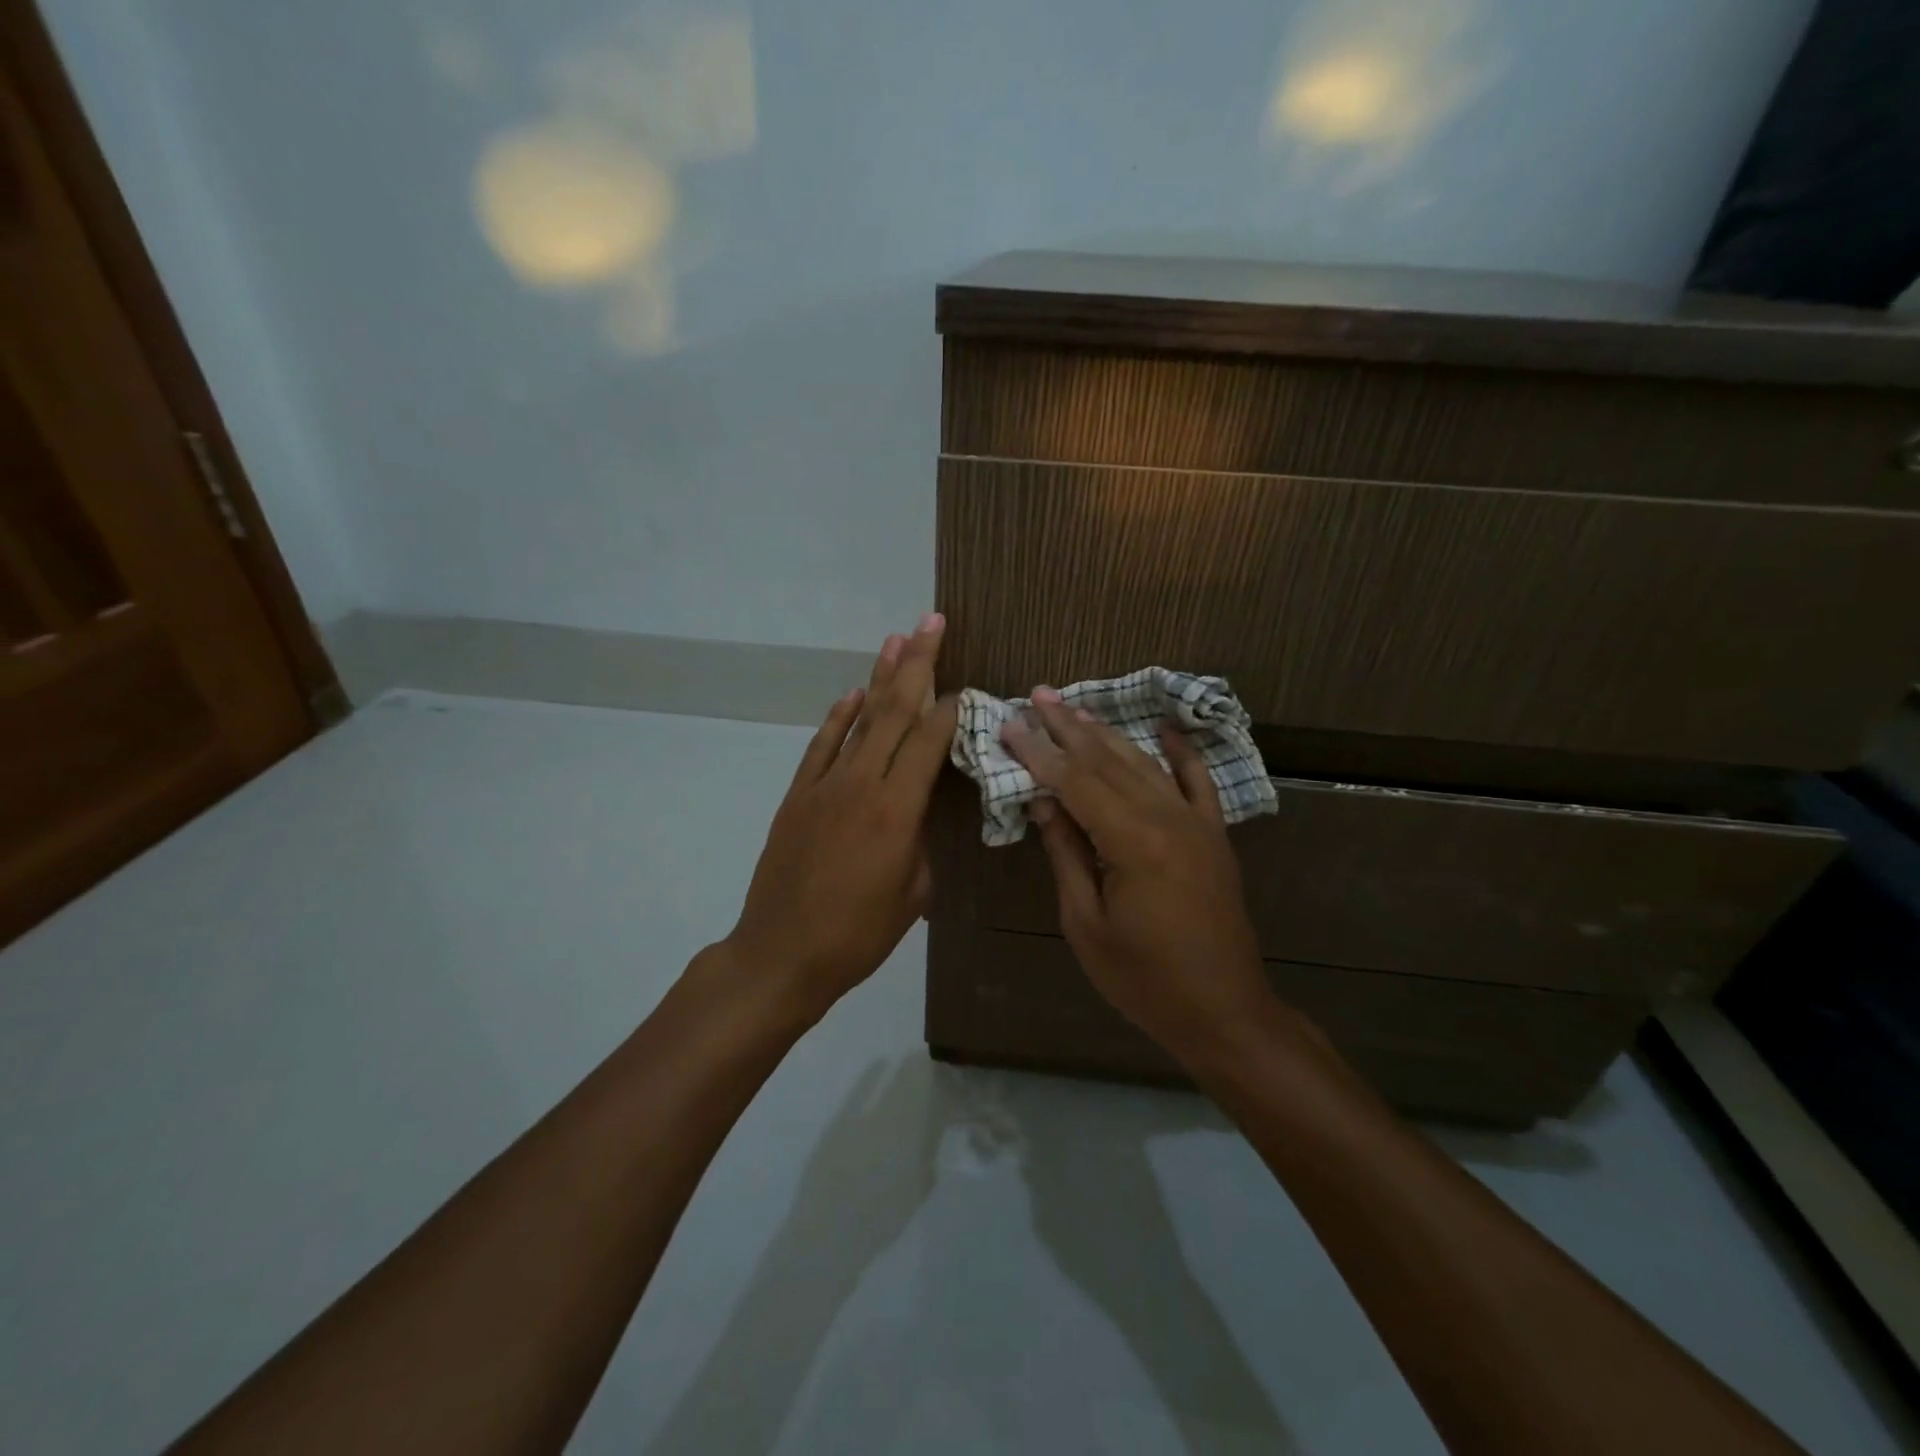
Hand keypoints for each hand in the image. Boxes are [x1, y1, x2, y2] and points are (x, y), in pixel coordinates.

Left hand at [724, 615, 957, 1017]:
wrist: (782, 954)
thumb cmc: (858, 934)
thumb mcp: (913, 894)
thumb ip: (921, 841)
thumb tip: (918, 811)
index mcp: (896, 811)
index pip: (928, 741)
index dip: (949, 709)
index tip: (967, 685)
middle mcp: (861, 784)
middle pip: (894, 712)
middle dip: (917, 663)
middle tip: (933, 623)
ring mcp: (824, 785)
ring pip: (858, 719)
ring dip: (879, 677)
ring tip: (897, 639)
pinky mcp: (798, 795)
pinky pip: (822, 745)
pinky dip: (838, 716)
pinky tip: (852, 693)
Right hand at [1002, 688, 1274, 1063]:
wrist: (1223, 1010)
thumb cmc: (1143, 979)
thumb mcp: (1086, 923)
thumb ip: (1066, 854)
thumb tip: (1043, 802)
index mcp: (1131, 842)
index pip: (1074, 782)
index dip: (1038, 752)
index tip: (1011, 724)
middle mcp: (1166, 818)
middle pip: (1108, 762)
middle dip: (1069, 728)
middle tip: (1040, 695)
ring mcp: (1196, 823)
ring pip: (1145, 764)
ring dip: (1109, 734)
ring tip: (1077, 709)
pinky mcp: (1215, 835)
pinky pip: (1198, 782)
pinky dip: (1182, 753)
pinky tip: (1166, 728)